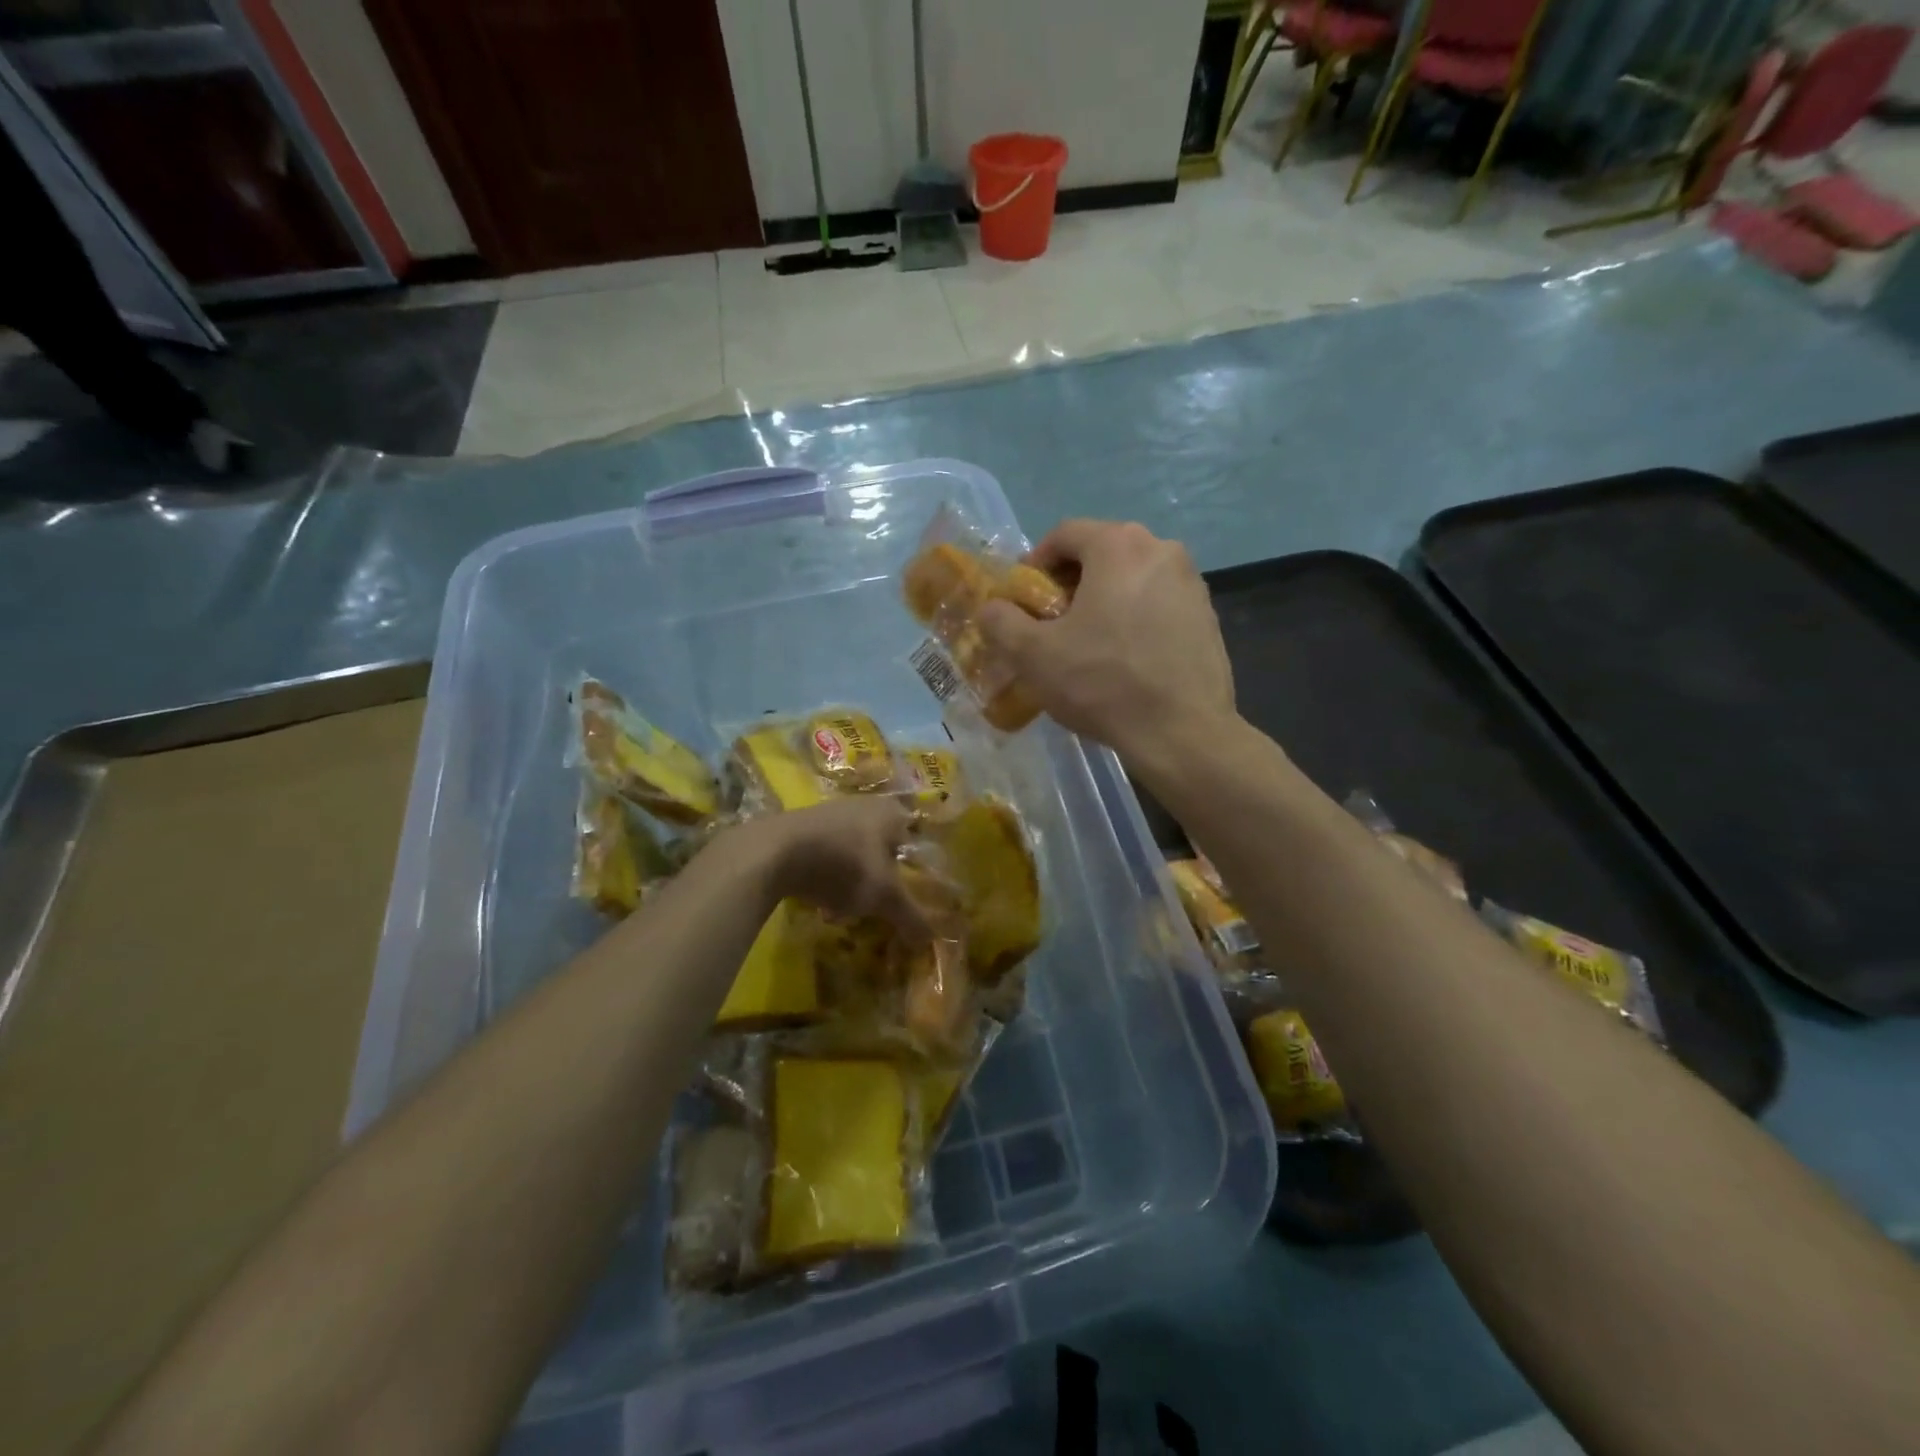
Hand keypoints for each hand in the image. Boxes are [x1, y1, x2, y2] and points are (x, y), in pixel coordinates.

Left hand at [758, 796, 927, 935]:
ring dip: (850, 884)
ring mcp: (831, 813)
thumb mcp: (884, 896)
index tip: (905, 897)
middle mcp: (865, 805)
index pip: (914, 842)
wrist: (775, 851)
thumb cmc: (844, 865)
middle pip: (881, 851)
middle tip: (874, 907)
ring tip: (842, 912)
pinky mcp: (802, 826)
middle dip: (877, 882)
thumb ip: (911, 915)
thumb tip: (931, 938)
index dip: (913, 872)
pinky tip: (819, 904)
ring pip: (852, 854)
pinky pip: (825, 855)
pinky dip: (827, 878)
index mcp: (892, 813)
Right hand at [978, 520, 1234, 762]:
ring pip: (1132, 578)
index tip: (1023, 599)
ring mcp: (1192, 582)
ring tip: (1087, 643)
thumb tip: (991, 608)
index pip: (1064, 534)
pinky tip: (1124, 658)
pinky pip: (1158, 603)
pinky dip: (1134, 617)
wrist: (1181, 732)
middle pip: (1101, 553)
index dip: (1035, 564)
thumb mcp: (1033, 655)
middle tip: (1052, 623)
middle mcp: (1161, 549)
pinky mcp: (1208, 616)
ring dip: (1103, 600)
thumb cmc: (1102, 683)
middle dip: (1070, 583)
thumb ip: (1001, 622)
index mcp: (1119, 545)